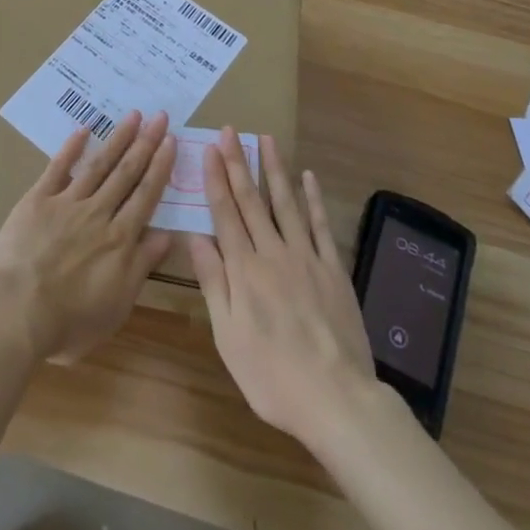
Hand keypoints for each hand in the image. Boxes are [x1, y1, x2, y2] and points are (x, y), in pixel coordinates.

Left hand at [0, 110, 177, 362]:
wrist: (16, 312)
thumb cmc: (68, 321)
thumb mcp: (117, 305)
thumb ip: (141, 266)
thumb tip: (166, 235)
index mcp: (120, 239)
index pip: (146, 195)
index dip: (160, 167)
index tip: (171, 140)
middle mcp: (98, 213)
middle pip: (127, 172)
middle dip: (146, 143)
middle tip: (160, 116)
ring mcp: (68, 202)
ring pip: (98, 164)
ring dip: (118, 138)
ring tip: (133, 115)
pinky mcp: (38, 199)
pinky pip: (58, 168)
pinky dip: (71, 148)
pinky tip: (83, 129)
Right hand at [188, 129, 376, 445]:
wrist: (335, 398)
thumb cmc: (272, 376)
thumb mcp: (228, 337)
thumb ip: (213, 283)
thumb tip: (194, 238)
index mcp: (244, 270)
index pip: (225, 213)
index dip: (216, 179)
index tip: (210, 149)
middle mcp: (273, 253)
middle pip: (252, 200)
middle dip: (239, 162)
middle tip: (231, 131)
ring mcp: (306, 257)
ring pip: (286, 202)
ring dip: (274, 168)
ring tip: (266, 138)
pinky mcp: (333, 268)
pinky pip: (321, 225)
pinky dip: (313, 198)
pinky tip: (307, 176)